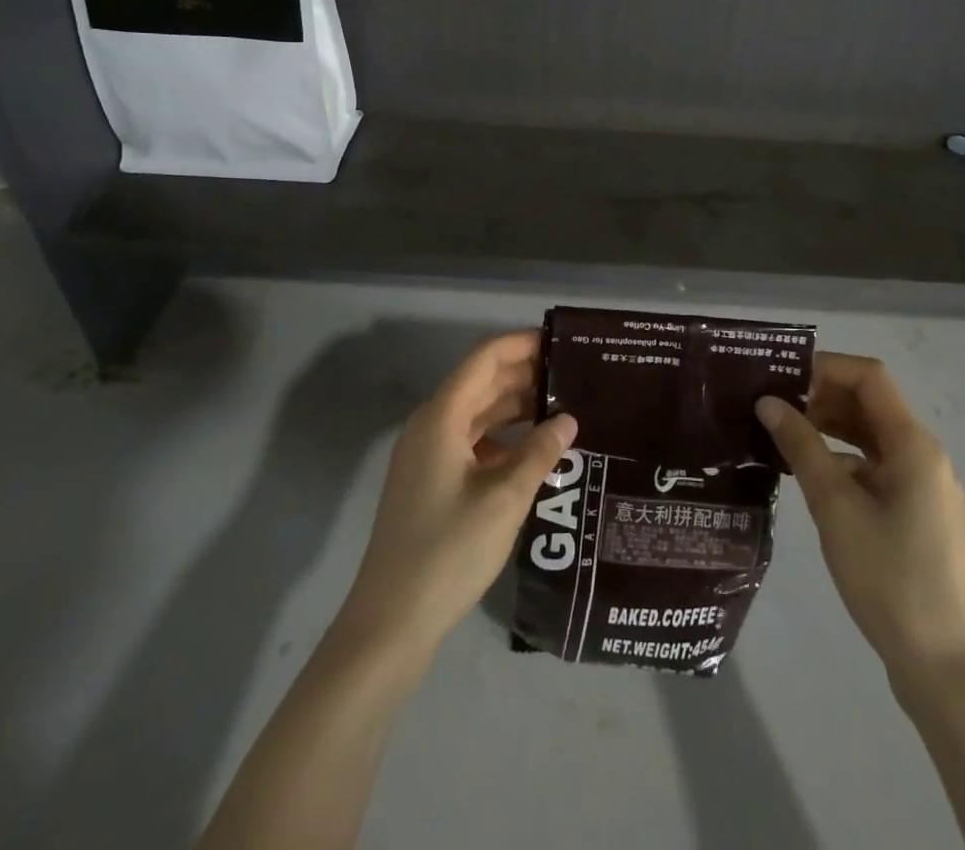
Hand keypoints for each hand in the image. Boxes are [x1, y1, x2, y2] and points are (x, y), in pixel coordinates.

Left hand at [336, 331, 577, 658]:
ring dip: (515, 407)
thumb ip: (540, 452)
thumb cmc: (449, 550)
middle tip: (574, 377)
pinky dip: (502, 438)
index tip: (561, 343)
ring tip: (562, 409)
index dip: (521, 344)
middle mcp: (431, 425)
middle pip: (481, 382)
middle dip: (525, 375)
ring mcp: (427, 454)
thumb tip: (569, 419)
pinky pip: (470, 441)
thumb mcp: (505, 498)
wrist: (391, 621)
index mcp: (442, 416)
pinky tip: (533, 452)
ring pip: (477, 413)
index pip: (485, 359)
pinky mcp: (430, 480)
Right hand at [757, 352, 964, 680]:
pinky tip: (807, 473)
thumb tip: (767, 402)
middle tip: (771, 402)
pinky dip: (841, 457)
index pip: (869, 378)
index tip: (780, 376)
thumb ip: (801, 448)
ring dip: (829, 426)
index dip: (825, 366)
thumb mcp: (835, 508)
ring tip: (780, 431)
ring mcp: (922, 485)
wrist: (942, 665)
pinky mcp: (915, 511)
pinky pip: (874, 465)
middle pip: (869, 403)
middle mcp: (923, 455)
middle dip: (821, 395)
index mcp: (913, 445)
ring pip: (870, 435)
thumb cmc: (889, 578)